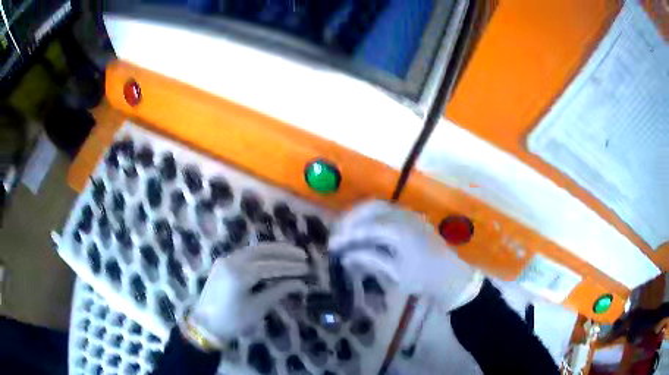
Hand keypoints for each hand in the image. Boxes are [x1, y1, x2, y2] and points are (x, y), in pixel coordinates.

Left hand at [189, 243, 309, 346]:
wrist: (205, 325)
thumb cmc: (233, 320)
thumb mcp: (258, 308)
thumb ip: (278, 291)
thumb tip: (300, 284)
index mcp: (240, 274)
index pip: (271, 266)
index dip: (290, 267)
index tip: (307, 268)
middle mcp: (232, 261)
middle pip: (262, 251)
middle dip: (284, 252)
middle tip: (303, 255)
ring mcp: (225, 259)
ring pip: (254, 249)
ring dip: (273, 250)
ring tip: (292, 253)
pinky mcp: (222, 263)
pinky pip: (245, 253)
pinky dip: (261, 254)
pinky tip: (272, 257)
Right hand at [329, 200, 483, 311]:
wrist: (452, 276)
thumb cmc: (424, 278)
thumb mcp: (396, 273)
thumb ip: (371, 260)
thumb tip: (346, 256)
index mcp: (401, 231)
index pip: (366, 228)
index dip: (347, 236)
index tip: (331, 246)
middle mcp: (405, 216)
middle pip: (371, 207)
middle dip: (351, 219)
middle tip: (338, 234)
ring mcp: (410, 215)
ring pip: (379, 206)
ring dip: (360, 215)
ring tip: (348, 230)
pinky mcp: (412, 218)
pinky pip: (388, 210)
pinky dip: (372, 216)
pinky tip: (365, 230)